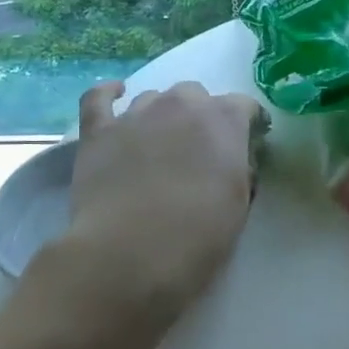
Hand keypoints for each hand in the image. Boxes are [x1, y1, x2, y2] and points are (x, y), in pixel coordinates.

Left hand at [62, 80, 267, 326]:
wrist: (130, 253)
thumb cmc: (197, 237)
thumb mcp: (239, 205)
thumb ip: (240, 171)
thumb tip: (233, 161)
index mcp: (225, 121)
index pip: (245, 106)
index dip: (248, 124)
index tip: (249, 143)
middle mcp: (182, 105)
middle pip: (196, 95)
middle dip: (200, 116)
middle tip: (198, 150)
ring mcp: (137, 114)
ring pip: (154, 98)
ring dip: (162, 114)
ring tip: (159, 143)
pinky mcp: (99, 131)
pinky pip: (99, 97)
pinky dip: (108, 94)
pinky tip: (115, 95)